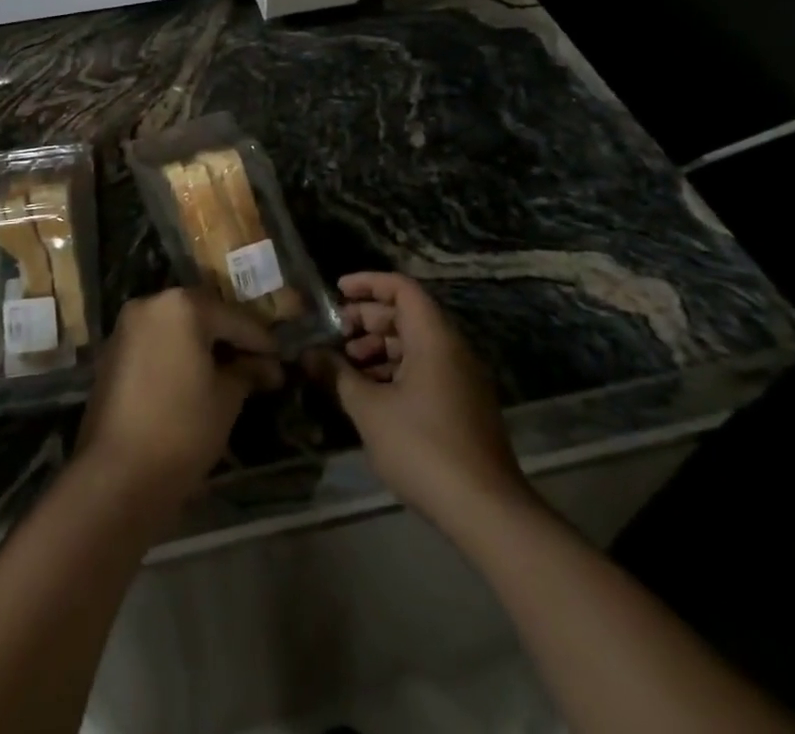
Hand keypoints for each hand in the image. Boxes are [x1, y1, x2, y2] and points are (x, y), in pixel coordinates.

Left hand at [76, 288, 282, 509]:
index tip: (282, 358)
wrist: (118, 473)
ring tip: (230, 372)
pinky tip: (196, 378)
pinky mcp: (113, 351)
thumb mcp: (227, 399)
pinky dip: (177, 354)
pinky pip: (156, 342)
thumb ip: (248, 371)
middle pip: (203, 315)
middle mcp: (152, 303)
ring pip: (177, 327)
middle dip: (230, 338)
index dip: (262, 340)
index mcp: (183, 305)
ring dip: (203, 345)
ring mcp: (128, 326)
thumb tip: (267, 366)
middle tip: (258, 363)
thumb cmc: (183, 428)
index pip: (235, 319)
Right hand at [315, 272, 530, 526]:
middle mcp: (453, 349)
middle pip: (408, 315)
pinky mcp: (465, 405)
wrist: (487, 512)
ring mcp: (462, 379)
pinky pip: (426, 369)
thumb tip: (308, 353)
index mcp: (434, 338)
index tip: (337, 291)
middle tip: (335, 333)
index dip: (367, 283)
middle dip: (368, 319)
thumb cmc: (423, 448)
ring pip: (416, 344)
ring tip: (347, 366)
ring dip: (380, 347)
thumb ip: (337, 375)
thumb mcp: (369, 410)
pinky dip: (397, 370)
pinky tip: (371, 393)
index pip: (401, 288)